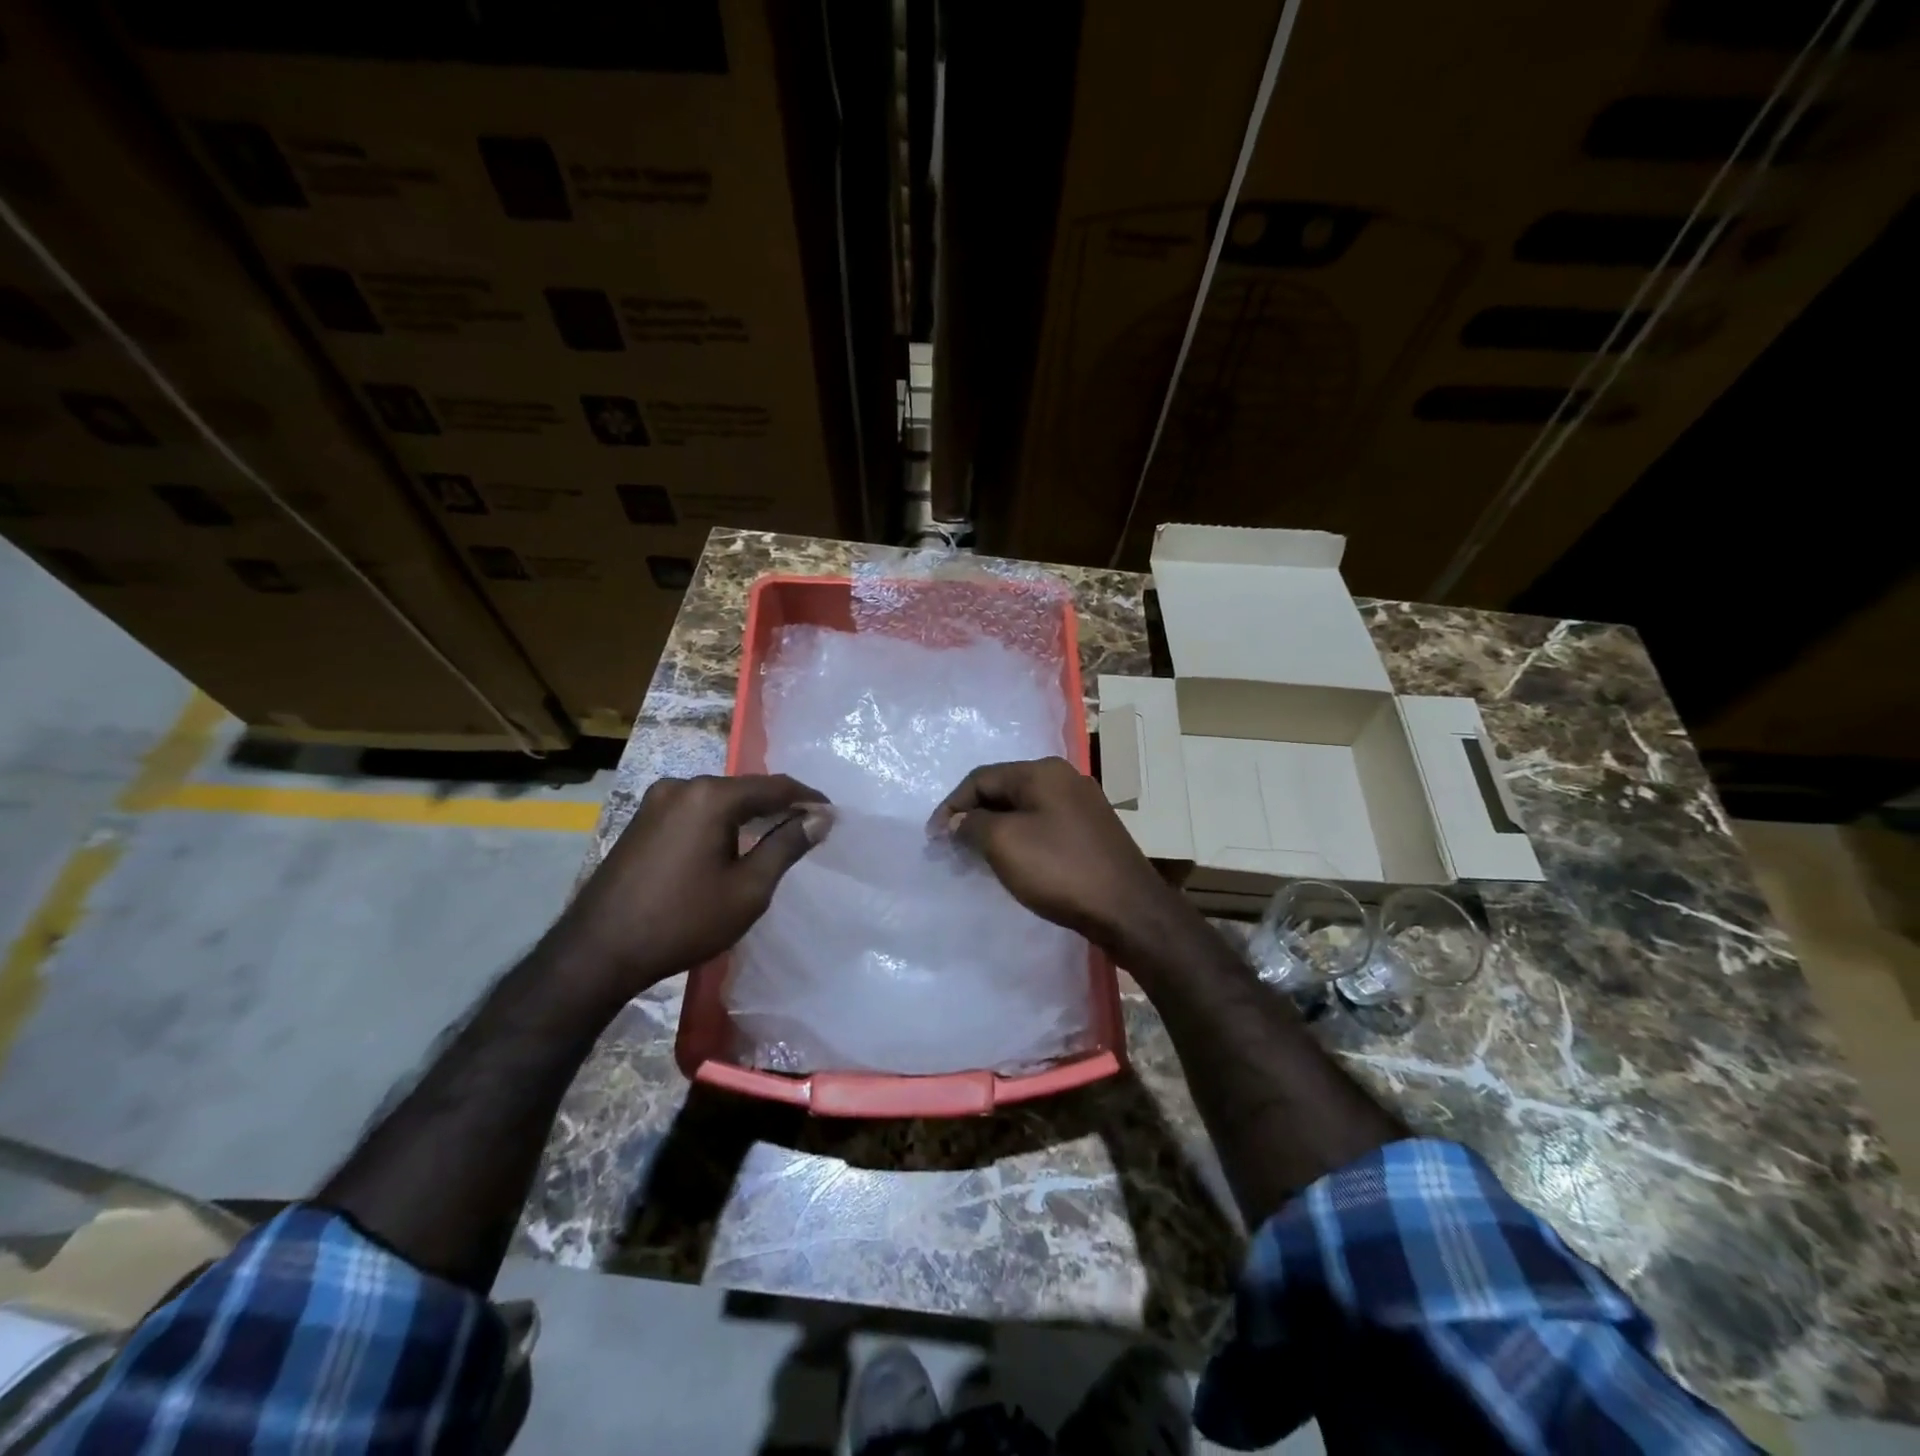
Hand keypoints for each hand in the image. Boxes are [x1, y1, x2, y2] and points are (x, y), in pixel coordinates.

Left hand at [548, 774, 830, 1005]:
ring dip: (749, 813)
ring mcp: (656, 801)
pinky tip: (733, 842)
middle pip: (745, 788)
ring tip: (776, 834)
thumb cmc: (683, 921)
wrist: (598, 952)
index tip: (832, 815)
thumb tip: (819, 818)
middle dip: (778, 804)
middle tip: (808, 826)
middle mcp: (682, 785)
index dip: (807, 799)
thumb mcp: (748, 889)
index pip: (774, 786)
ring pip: (719, 799)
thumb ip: (786, 846)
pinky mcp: (642, 820)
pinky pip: (695, 810)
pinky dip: (721, 821)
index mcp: (710, 796)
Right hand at [930, 757, 1188, 958]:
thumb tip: (957, 822)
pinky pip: (1043, 825)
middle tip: (951, 848)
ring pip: (1024, 809)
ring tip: (976, 857)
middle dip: (973, 817)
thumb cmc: (1060, 869)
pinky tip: (1013, 861)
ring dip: (995, 829)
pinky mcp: (1091, 831)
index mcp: (1043, 771)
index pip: (981, 777)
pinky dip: (1020, 839)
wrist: (1128, 909)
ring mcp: (1082, 804)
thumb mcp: (1004, 843)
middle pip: (1003, 790)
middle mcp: (1064, 778)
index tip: (933, 839)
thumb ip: (972, 826)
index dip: (952, 806)